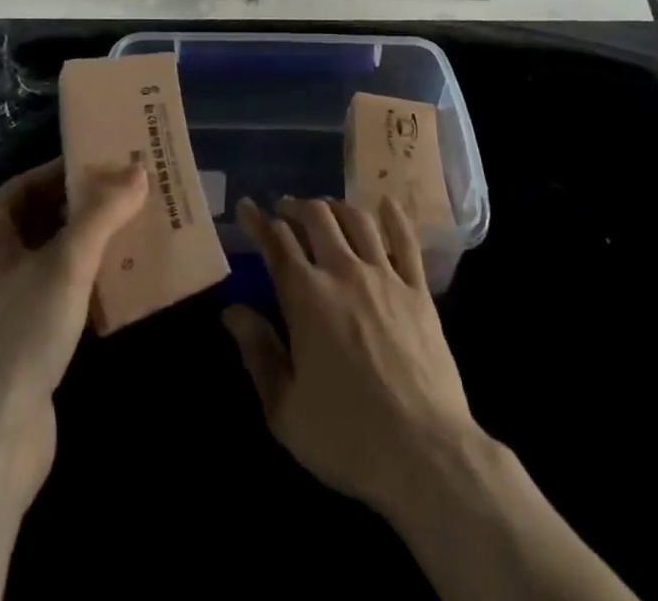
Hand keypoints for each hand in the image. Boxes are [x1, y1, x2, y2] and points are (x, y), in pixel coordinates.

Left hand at [0, 158, 147, 508]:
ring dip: (97, 246)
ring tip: (144, 231)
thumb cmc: (19, 334)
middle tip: (140, 194)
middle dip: (92, 207)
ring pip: (58, 258)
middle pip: (47, 218)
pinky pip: (63, 295)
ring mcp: (5, 304)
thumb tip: (137, 169)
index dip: (72, 169)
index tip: (117, 161)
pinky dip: (92, 284)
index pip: (32, 182)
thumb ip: (103, 213)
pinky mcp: (24, 341)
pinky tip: (130, 283)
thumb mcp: (66, 263)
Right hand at [224, 195, 477, 520]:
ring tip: (325, 209)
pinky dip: (393, 216)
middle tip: (285, 209)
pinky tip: (385, 204)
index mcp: (306, 297)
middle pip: (317, 217)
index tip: (247, 206)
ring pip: (357, 220)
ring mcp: (385, 277)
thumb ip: (258, 352)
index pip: (277, 242)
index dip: (258, 220)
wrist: (425, 453)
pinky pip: (406, 241)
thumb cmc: (347, 437)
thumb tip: (233, 311)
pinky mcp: (418, 291)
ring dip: (336, 206)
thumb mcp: (285, 409)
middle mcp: (344, 272)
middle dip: (296, 206)